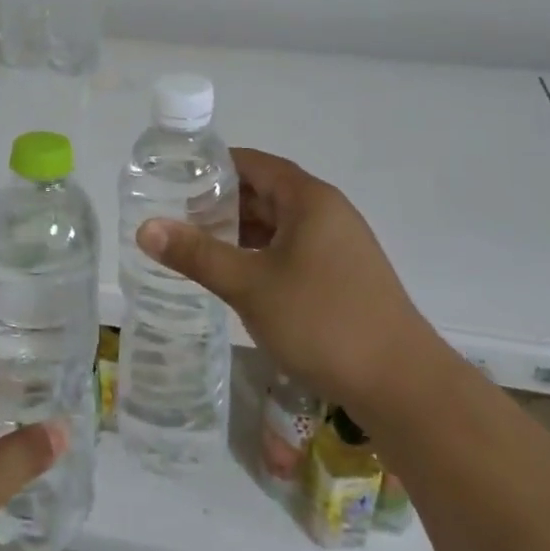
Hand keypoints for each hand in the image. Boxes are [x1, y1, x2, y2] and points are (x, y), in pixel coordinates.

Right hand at [137, 148, 437, 415]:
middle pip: (265, 191)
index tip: (174, 178)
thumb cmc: (323, 322)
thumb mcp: (250, 286)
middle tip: (176, 216)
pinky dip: (262, 254)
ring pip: (279, 224)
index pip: (252, 163)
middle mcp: (327, 211)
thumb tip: (145, 227)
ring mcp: (339, 245)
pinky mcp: (344, 276)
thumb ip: (197, 254)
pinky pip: (293, 249)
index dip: (212, 166)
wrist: (404, 387)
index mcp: (308, 198)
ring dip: (241, 231)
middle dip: (221, 202)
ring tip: (197, 245)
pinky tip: (238, 276)